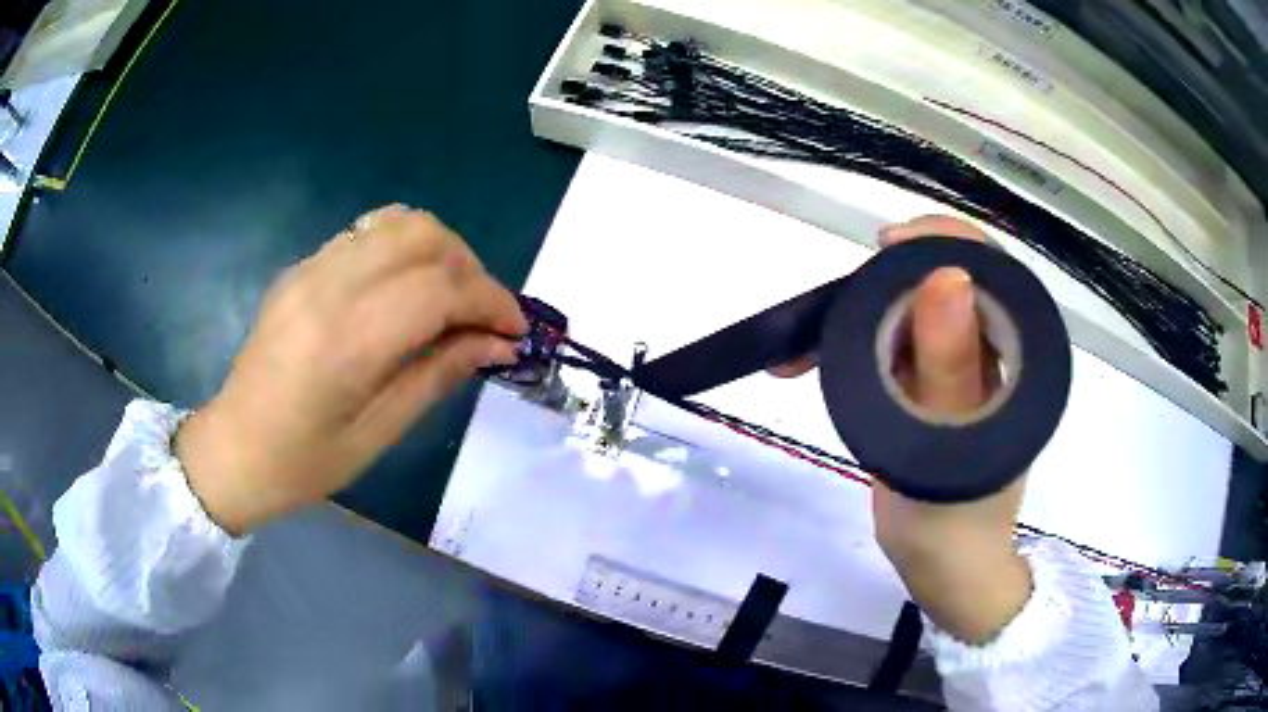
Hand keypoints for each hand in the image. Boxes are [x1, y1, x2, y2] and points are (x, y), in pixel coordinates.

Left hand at [174, 206, 526, 535]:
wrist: (234, 448)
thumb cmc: (305, 462)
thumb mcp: (380, 433)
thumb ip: (439, 375)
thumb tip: (498, 344)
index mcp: (348, 340)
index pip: (441, 287)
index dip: (491, 301)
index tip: (515, 331)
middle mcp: (329, 286)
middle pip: (424, 235)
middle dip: (471, 268)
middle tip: (482, 316)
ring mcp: (311, 269)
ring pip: (397, 222)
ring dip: (440, 251)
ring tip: (449, 298)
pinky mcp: (301, 267)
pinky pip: (367, 234)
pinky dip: (404, 250)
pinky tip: (405, 292)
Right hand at [775, 215, 1030, 643]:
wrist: (942, 571)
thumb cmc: (955, 522)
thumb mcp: (951, 445)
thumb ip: (950, 366)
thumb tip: (945, 272)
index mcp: (1017, 349)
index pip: (988, 264)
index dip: (938, 239)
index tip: (882, 245)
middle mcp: (992, 345)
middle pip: (941, 278)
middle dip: (881, 283)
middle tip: (828, 311)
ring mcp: (958, 364)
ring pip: (909, 309)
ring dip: (856, 314)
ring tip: (804, 345)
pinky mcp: (929, 385)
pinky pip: (891, 342)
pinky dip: (850, 343)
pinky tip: (813, 359)